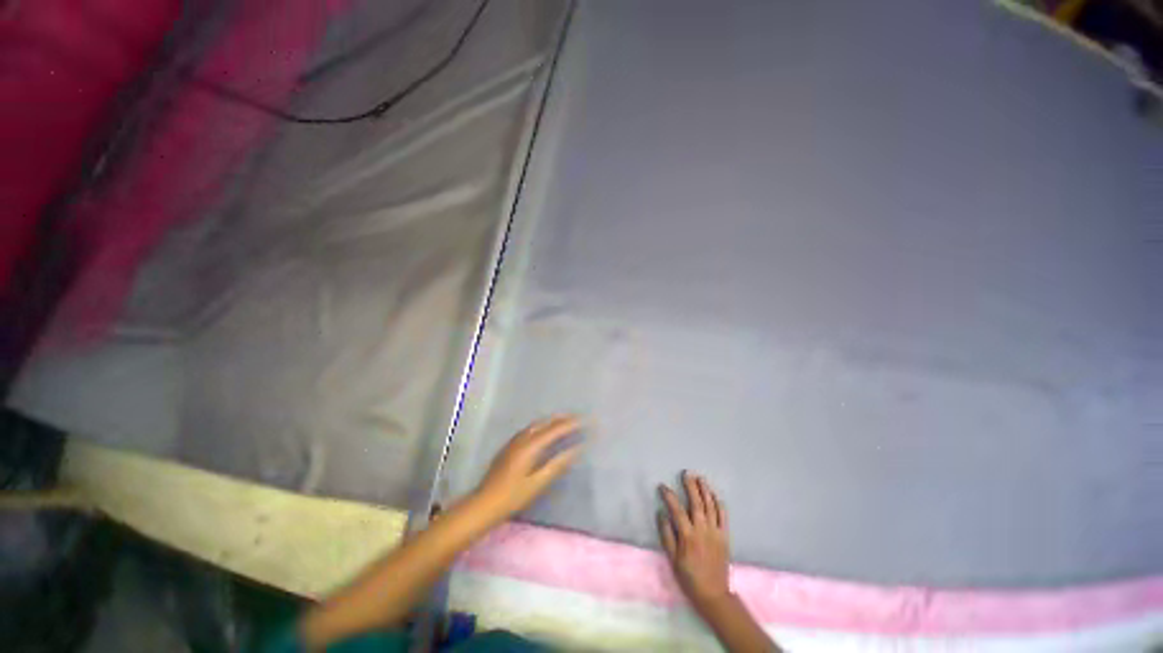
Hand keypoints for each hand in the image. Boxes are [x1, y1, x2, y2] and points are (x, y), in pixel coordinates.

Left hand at [474, 415, 581, 520]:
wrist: (484, 503)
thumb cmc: (513, 496)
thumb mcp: (538, 482)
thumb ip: (558, 464)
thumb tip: (578, 449)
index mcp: (531, 445)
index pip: (556, 429)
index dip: (572, 423)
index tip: (587, 420)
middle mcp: (523, 438)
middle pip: (546, 422)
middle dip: (563, 418)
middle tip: (579, 418)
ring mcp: (514, 441)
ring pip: (537, 424)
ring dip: (552, 421)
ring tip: (566, 422)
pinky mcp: (510, 446)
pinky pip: (531, 429)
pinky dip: (543, 426)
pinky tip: (545, 433)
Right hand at [658, 471, 730, 608]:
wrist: (713, 594)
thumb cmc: (689, 576)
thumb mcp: (672, 558)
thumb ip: (667, 535)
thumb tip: (661, 513)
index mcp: (688, 536)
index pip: (677, 510)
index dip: (669, 496)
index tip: (662, 486)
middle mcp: (703, 530)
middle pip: (696, 503)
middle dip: (691, 486)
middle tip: (686, 473)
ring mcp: (715, 532)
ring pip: (711, 506)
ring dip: (705, 490)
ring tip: (700, 478)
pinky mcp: (725, 536)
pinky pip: (723, 516)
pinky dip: (719, 504)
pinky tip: (714, 495)